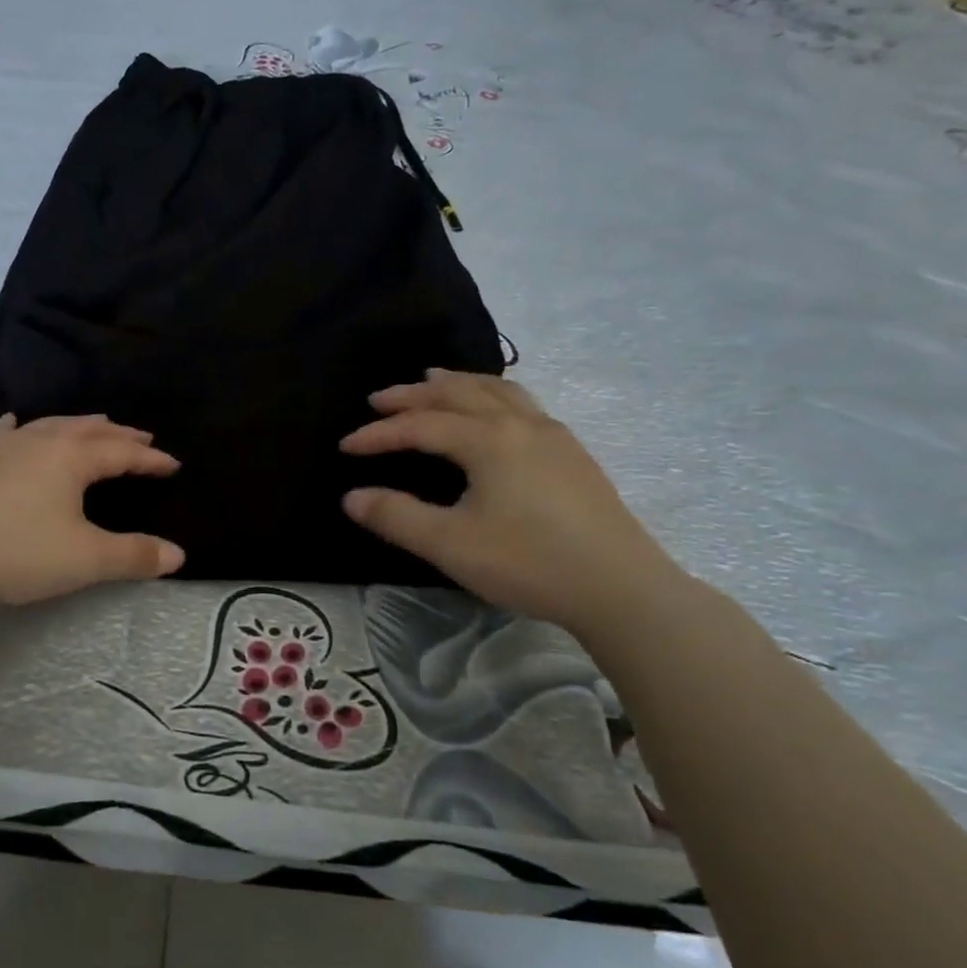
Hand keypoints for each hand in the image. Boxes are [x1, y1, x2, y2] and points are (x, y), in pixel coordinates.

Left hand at [0, 414, 184, 608]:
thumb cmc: (17, 552)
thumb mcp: (85, 560)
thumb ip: (134, 556)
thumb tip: (178, 555)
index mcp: (71, 457)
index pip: (122, 452)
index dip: (150, 459)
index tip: (173, 464)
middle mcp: (40, 440)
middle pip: (89, 430)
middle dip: (120, 435)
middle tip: (142, 438)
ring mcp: (2, 446)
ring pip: (50, 425)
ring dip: (79, 426)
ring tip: (95, 427)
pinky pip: (5, 433)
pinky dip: (22, 428)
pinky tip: (17, 424)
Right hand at [340, 370, 684, 632]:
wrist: (621, 587)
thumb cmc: (528, 562)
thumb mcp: (450, 544)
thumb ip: (396, 516)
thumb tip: (351, 497)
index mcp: (488, 440)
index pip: (420, 425)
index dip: (379, 434)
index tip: (346, 446)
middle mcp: (519, 424)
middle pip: (458, 393)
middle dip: (413, 395)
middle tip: (379, 399)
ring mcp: (552, 435)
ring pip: (497, 390)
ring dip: (457, 383)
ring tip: (432, 379)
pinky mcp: (572, 453)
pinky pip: (521, 403)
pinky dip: (491, 394)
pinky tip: (492, 412)